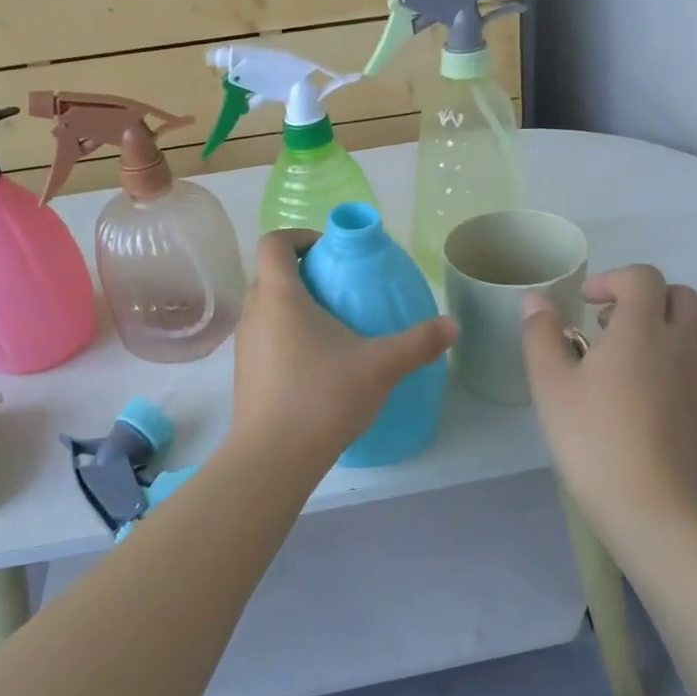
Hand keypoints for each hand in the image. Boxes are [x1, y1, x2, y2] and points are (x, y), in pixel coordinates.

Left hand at [228, 231, 456, 470]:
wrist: (273, 458)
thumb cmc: (323, 398)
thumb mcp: (380, 366)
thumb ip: (419, 342)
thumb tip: (452, 325)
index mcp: (280, 296)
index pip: (274, 243)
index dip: (300, 237)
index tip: (330, 252)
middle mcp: (254, 313)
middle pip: (270, 274)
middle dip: (302, 273)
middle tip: (338, 289)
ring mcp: (244, 345)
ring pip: (265, 308)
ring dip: (292, 306)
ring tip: (331, 328)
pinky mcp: (244, 374)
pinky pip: (264, 338)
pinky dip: (285, 336)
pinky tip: (316, 365)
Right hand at [521, 265, 696, 531]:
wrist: (645, 500)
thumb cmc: (590, 437)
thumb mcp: (550, 383)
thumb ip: (541, 333)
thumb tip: (536, 299)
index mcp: (641, 328)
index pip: (643, 278)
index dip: (614, 280)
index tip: (588, 304)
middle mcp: (683, 340)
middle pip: (679, 295)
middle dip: (645, 299)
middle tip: (614, 328)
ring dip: (681, 323)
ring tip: (652, 348)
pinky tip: (676, 379)